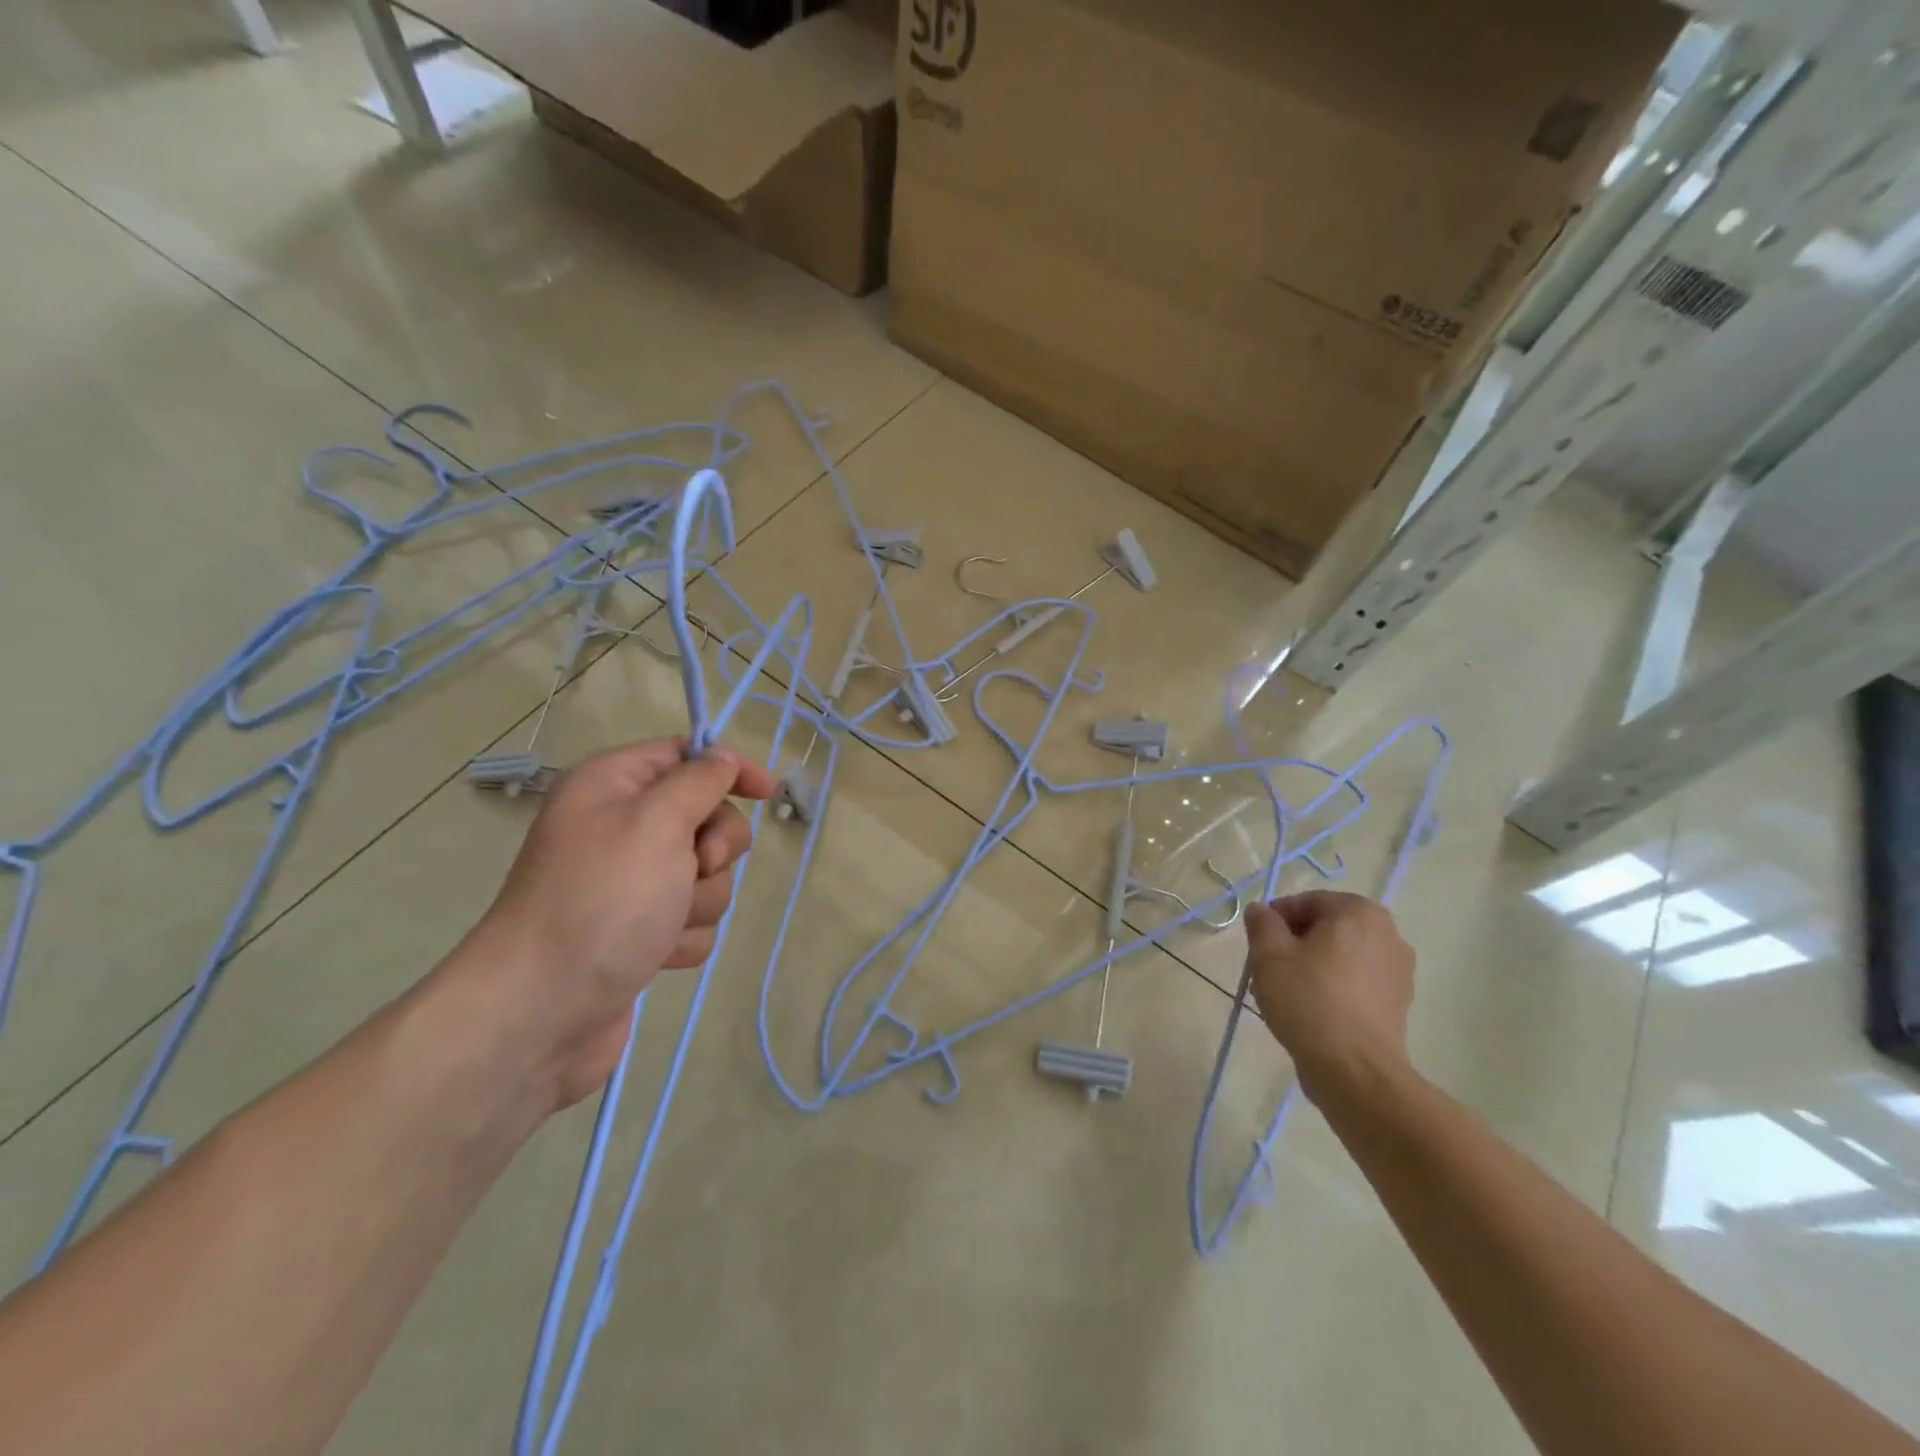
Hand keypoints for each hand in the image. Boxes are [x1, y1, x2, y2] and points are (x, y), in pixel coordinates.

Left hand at [466, 737, 776, 1107]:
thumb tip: (725, 758)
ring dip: (699, 901)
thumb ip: (701, 781)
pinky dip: (684, 936)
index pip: (686, 755)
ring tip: (663, 925)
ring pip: (707, 875)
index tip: (765, 792)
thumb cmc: (602, 901)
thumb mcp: (657, 822)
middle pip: (706, 818)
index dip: (729, 769)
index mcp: (614, 785)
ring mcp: (632, 883)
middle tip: (693, 869)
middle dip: (713, 850)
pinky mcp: (642, 930)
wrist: (541, 1011)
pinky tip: (656, 955)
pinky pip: (694, 919)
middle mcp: (622, 827)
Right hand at [1243, 891, 1414, 1102]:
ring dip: (1314, 964)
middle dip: (1295, 942)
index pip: (1308, 902)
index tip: (1257, 941)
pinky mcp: (1399, 1003)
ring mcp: (1399, 970)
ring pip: (1342, 955)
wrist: (1354, 1070)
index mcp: (1359, 912)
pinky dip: (1334, 986)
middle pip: (1328, 927)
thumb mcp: (1268, 955)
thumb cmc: (1308, 1000)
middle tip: (1267, 965)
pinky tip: (1312, 1009)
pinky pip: (1357, 981)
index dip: (1276, 918)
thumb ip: (1262, 923)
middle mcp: (1388, 933)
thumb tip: (1260, 911)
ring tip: (1286, 991)